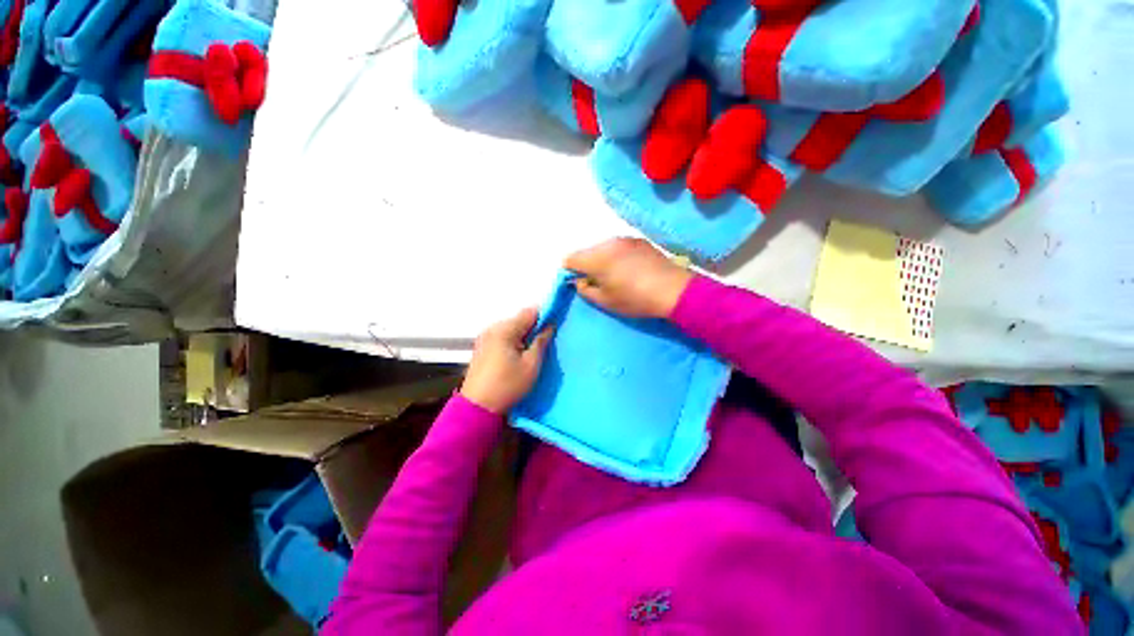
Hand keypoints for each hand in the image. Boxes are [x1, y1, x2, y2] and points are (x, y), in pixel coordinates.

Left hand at [460, 308, 553, 414]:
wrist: (478, 408)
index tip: (554, 327)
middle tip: (545, 342)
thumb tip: (549, 325)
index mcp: (504, 330)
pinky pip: (502, 336)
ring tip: (533, 350)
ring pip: (511, 328)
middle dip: (534, 327)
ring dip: (523, 335)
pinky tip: (518, 355)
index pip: (529, 312)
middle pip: (519, 319)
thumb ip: (541, 341)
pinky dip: (513, 341)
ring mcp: (485, 337)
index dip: (545, 317)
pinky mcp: (482, 347)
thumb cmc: (508, 385)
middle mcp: (492, 328)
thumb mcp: (531, 365)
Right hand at [564, 238, 693, 318]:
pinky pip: (618, 246)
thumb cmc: (635, 299)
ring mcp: (625, 239)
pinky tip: (628, 268)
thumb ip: (585, 289)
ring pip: (602, 247)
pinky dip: (616, 255)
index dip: (570, 271)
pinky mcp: (639, 240)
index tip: (579, 282)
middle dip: (586, 265)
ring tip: (614, 275)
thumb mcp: (605, 301)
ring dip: (601, 259)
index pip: (571, 259)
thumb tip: (579, 281)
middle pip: (586, 251)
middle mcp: (608, 243)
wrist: (673, 289)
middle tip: (597, 281)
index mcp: (597, 258)